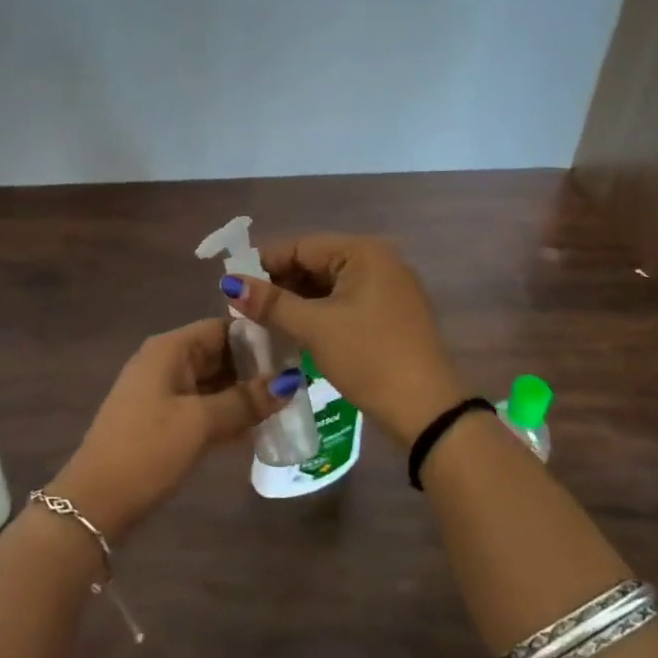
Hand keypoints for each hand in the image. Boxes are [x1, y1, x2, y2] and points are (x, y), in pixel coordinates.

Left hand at [50, 318, 297, 540]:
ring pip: (213, 382)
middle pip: (219, 353)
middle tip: (301, 382)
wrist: (95, 501)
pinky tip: (259, 428)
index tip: (295, 352)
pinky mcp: (163, 420)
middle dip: (255, 368)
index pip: (222, 328)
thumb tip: (290, 381)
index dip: (258, 337)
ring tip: (288, 405)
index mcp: (169, 349)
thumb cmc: (147, 450)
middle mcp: (166, 362)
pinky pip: (204, 406)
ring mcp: (163, 392)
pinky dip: (228, 413)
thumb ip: (244, 401)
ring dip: (244, 393)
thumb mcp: (199, 423)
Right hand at [220, 233, 462, 447]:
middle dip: (281, 284)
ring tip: (265, 322)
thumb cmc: (368, 358)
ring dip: (298, 301)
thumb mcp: (315, 328)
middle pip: (316, 263)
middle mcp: (379, 261)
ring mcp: (389, 288)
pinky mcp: (391, 314)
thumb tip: (229, 282)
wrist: (427, 411)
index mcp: (363, 252)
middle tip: (247, 309)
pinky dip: (320, 313)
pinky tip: (296, 331)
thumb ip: (271, 303)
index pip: (301, 246)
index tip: (234, 286)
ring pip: (329, 285)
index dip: (264, 263)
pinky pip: (345, 302)